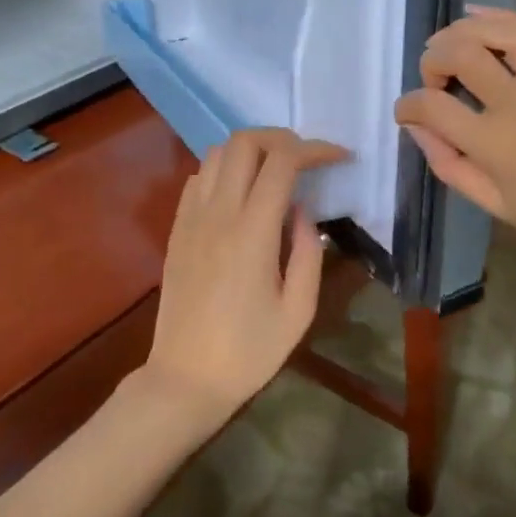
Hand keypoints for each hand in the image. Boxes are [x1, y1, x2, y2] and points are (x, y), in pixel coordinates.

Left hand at [143, 128, 349, 426]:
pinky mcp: (176, 228)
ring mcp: (191, 218)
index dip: (315, 149)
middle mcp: (218, 213)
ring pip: (217, 153)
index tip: (339, 157)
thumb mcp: (299, 310)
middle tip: (306, 158)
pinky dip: (223, 169)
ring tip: (275, 170)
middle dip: (281, 138)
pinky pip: (197, 177)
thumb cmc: (249, 351)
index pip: (282, 161)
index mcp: (252, 231)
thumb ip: (307, 251)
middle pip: (244, 142)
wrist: (185, 379)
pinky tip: (240, 193)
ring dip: (250, 150)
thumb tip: (303, 210)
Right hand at [394, 6, 515, 252]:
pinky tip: (480, 17)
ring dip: (464, 30)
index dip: (408, 105)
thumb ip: (446, 163)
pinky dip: (504, 16)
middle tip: (433, 78)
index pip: (433, 107)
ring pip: (499, 32)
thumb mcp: (489, 202)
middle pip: (461, 56)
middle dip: (432, 60)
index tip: (406, 112)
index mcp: (494, 143)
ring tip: (449, 42)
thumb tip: (417, 125)